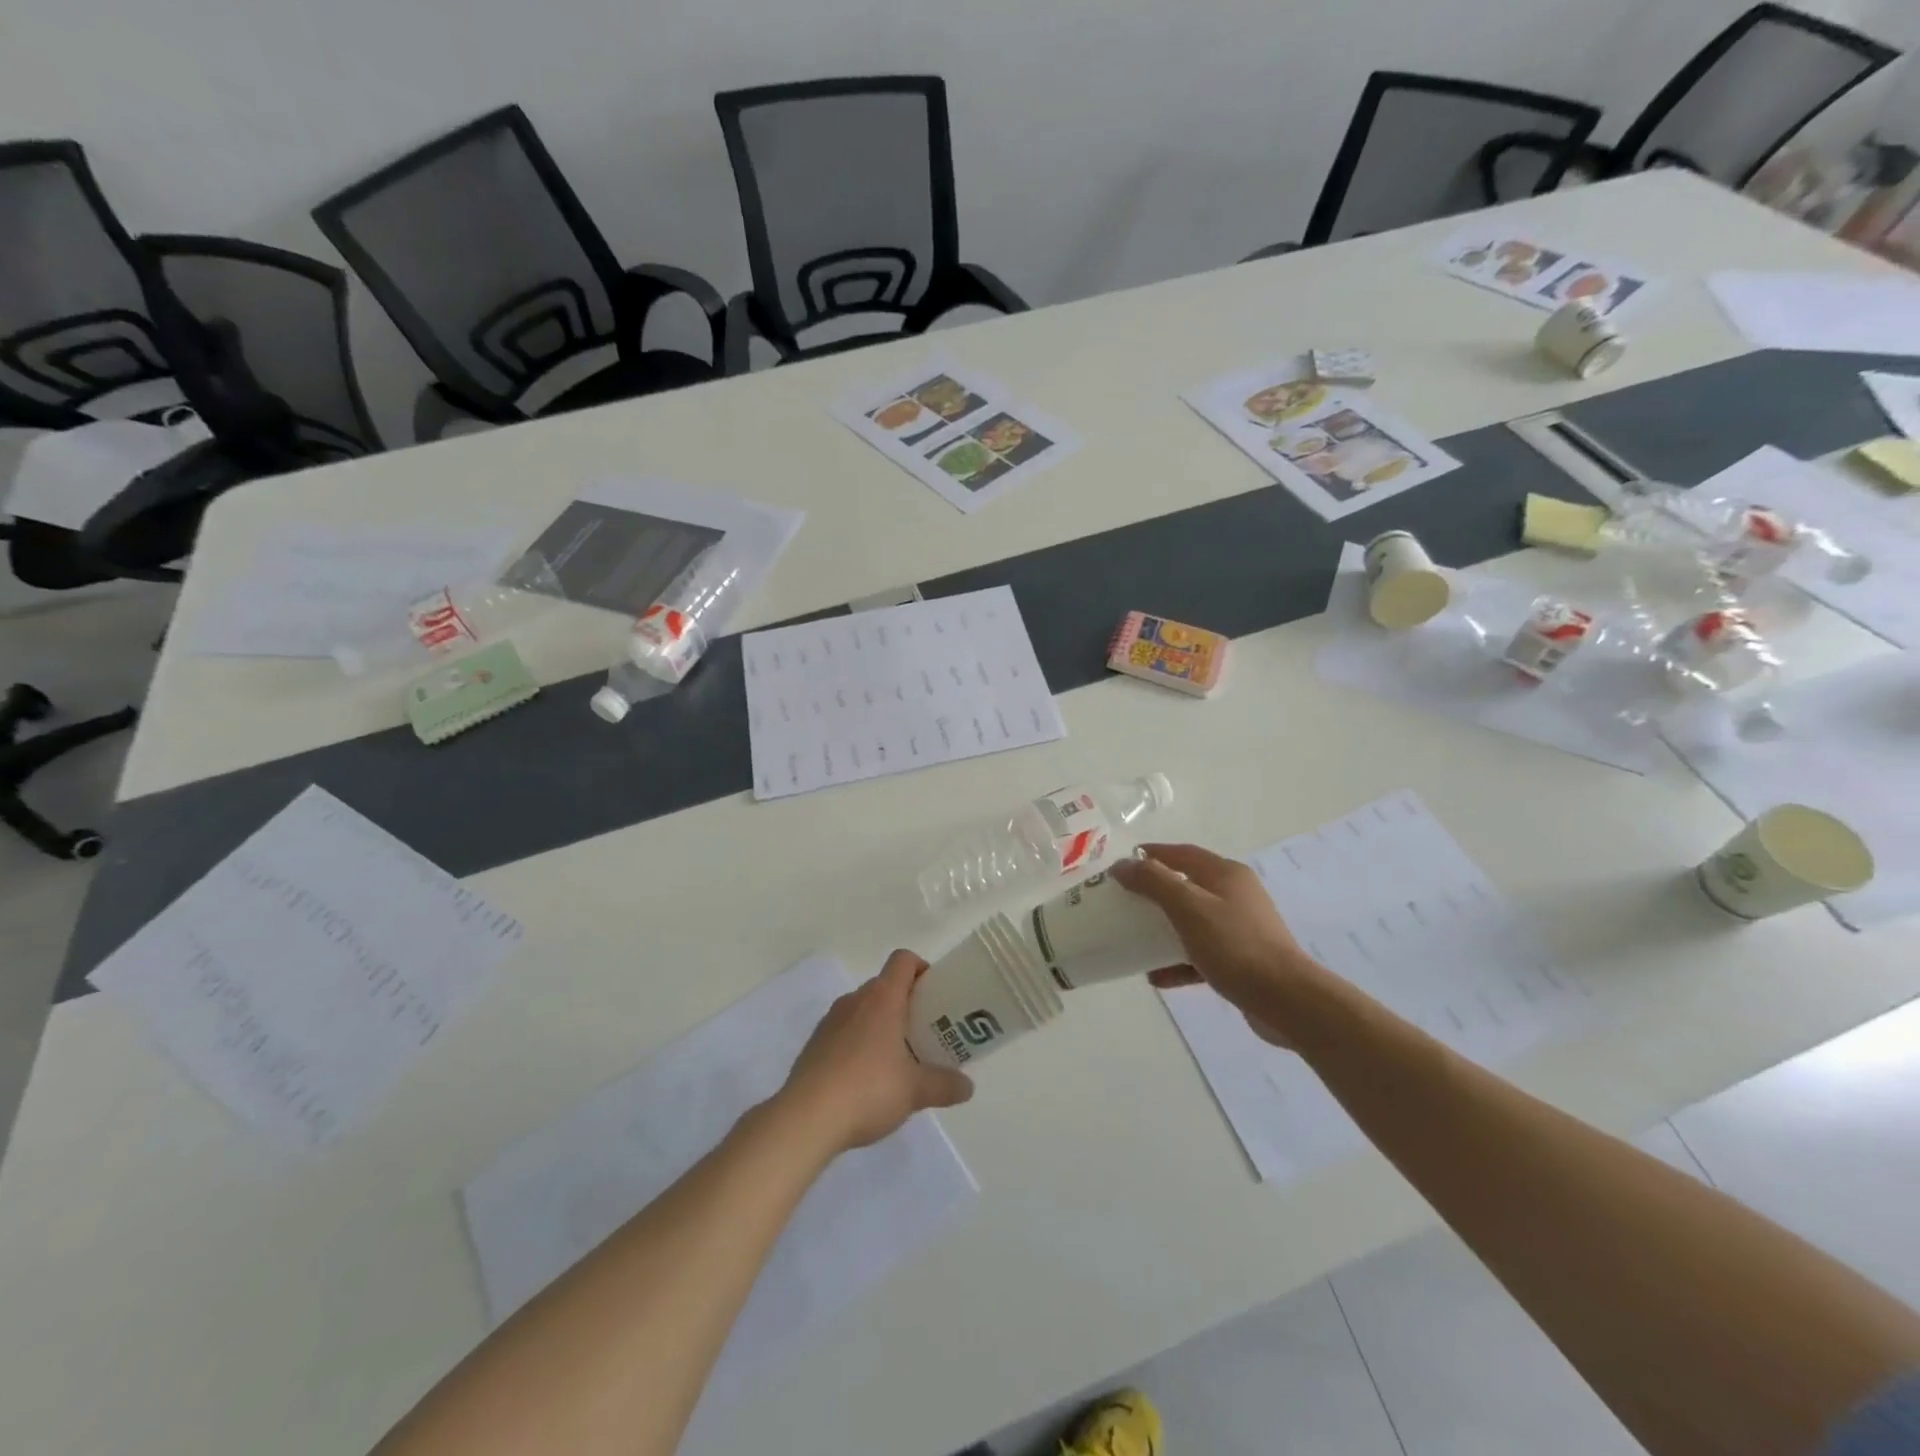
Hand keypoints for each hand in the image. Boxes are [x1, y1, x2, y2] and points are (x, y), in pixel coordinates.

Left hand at [777, 950, 974, 1152]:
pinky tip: (867, 1079)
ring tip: (898, 1059)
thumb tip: (968, 1086)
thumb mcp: (915, 1091)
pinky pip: (844, 1031)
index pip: (903, 960)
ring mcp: (830, 1021)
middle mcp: (854, 1000)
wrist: (806, 1118)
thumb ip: (945, 1085)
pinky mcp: (814, 1045)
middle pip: (885, 985)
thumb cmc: (868, 1090)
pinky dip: (859, 1043)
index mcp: (882, 998)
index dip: (921, 968)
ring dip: (881, 1024)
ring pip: (863, 1009)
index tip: (936, 994)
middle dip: (906, 1003)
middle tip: (925, 1032)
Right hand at [1111, 844, 1328, 1047]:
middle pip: (1187, 886)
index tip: (1122, 864)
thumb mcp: (1188, 908)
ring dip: (1164, 929)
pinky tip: (1157, 977)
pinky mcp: (1242, 960)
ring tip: (1135, 939)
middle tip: (1125, 902)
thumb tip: (1122, 864)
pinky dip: (1179, 961)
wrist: (1286, 1000)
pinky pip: (1202, 953)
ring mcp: (1241, 928)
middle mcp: (1236, 895)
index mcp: (1226, 874)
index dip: (1151, 854)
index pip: (1182, 853)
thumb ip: (1153, 882)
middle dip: (1155, 893)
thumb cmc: (1234, 945)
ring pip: (1193, 921)